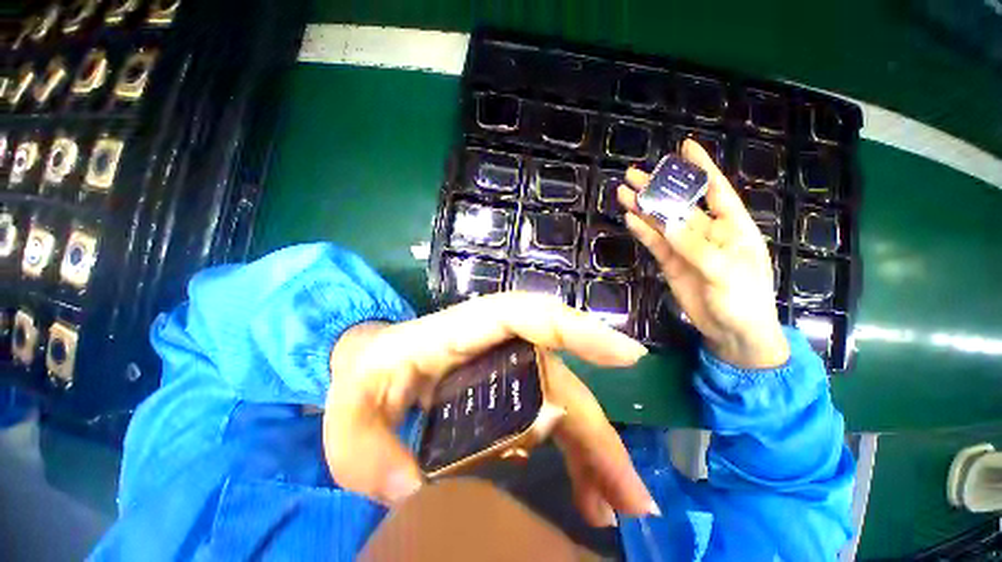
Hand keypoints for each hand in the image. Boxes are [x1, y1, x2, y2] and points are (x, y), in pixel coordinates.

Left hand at [323, 292, 658, 525]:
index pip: (526, 316)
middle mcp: (495, 345)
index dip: (575, 329)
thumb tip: (414, 495)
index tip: (627, 355)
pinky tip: (584, 494)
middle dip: (595, 430)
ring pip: (561, 401)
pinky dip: (571, 452)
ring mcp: (504, 367)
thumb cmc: (361, 376)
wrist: (368, 366)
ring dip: (592, 450)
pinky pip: (549, 416)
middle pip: (555, 377)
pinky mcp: (506, 388)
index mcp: (461, 333)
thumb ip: (369, 453)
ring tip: (617, 507)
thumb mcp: (349, 413)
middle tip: (629, 496)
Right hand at [617, 139, 788, 368]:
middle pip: (679, 204)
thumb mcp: (725, 271)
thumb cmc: (743, 299)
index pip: (715, 190)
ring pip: (661, 222)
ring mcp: (685, 247)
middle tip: (634, 173)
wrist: (732, 331)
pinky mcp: (670, 263)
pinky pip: (654, 243)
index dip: (701, 167)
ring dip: (643, 207)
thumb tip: (667, 224)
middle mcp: (707, 232)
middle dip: (658, 187)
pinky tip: (630, 218)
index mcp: (732, 226)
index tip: (684, 147)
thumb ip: (696, 247)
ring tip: (623, 191)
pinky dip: (642, 231)